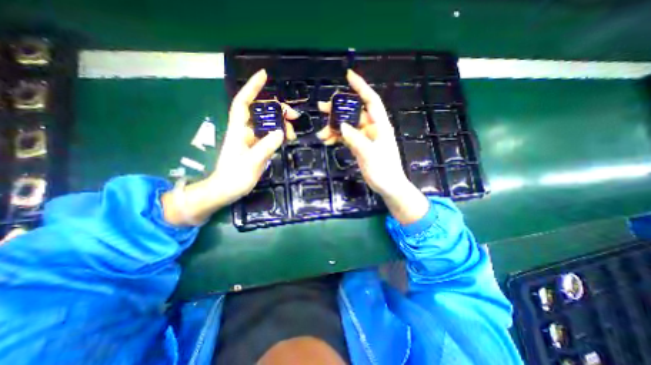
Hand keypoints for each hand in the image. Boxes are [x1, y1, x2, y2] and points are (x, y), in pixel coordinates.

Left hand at [209, 68, 299, 204]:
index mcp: (239, 130)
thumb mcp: (251, 162)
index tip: (264, 76)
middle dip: (278, 109)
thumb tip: (280, 132)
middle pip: (261, 112)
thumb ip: (265, 147)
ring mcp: (252, 139)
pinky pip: (270, 135)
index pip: (243, 102)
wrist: (226, 190)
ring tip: (293, 133)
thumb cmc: (234, 177)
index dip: (252, 88)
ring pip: (267, 123)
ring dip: (281, 124)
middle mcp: (245, 131)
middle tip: (294, 116)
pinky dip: (280, 134)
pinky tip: (287, 139)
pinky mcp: (256, 147)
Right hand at [318, 70, 430, 224]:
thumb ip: (356, 139)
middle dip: (338, 110)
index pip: (371, 100)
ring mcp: (365, 137)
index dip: (361, 87)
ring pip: (347, 126)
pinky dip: (337, 138)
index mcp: (380, 125)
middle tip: (321, 108)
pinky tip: (327, 141)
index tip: (348, 76)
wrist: (388, 186)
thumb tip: (341, 126)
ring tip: (321, 134)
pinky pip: (346, 137)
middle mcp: (372, 128)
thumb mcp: (370, 154)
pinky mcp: (359, 146)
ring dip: (334, 128)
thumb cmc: (384, 170)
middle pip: (354, 113)